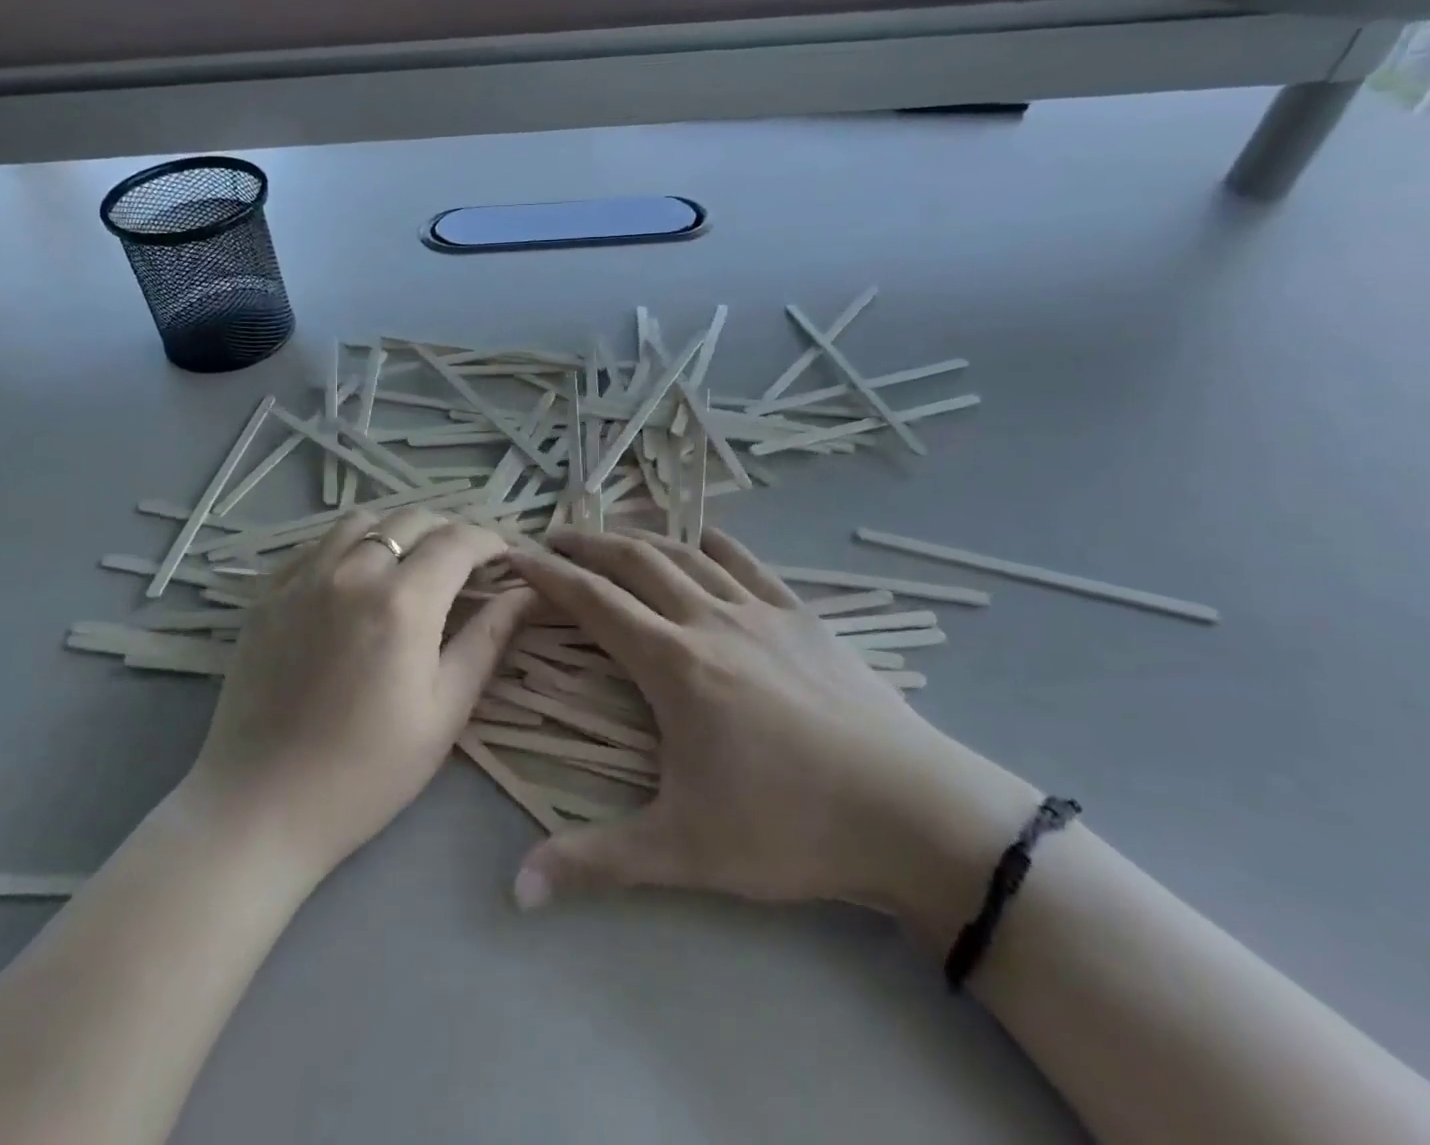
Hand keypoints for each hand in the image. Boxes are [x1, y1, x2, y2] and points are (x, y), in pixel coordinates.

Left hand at [184, 507, 536, 877]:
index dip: (489, 540)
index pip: (457, 541)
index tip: (504, 556)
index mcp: (403, 602)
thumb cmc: (368, 771)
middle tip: (463, 563)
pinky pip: (317, 544)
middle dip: (448, 531)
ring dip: (396, 531)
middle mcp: (352, 572)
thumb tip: (526, 593)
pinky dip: (348, 545)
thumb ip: (487, 640)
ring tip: (409, 562)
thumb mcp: (444, 711)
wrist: (262, 806)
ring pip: (361, 521)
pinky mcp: (269, 592)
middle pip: (411, 519)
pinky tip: (354, 578)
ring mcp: (303, 577)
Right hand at [505, 528, 1038, 931]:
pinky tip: (702, 542)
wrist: (915, 814)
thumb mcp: (684, 851)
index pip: (593, 601)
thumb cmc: (790, 827)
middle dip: (586, 544)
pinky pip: (747, 564)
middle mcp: (708, 620)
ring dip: (640, 539)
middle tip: (551, 538)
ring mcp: (760, 612)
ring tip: (611, 538)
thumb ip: (595, 863)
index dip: (549, 574)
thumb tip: (514, 892)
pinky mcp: (802, 617)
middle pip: (634, 561)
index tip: (515, 553)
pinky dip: (712, 545)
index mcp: (673, 663)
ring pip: (685, 555)